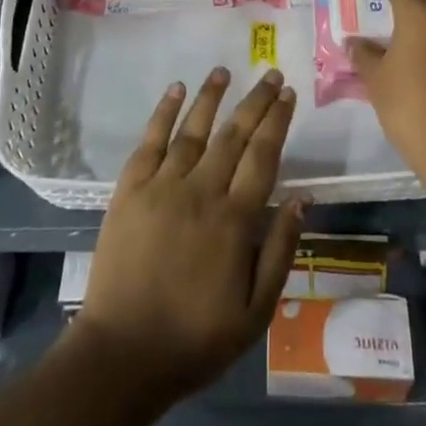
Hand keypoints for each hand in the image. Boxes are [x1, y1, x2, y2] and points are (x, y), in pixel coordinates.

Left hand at [76, 68, 306, 401]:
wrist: (122, 354)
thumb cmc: (195, 339)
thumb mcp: (255, 312)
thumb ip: (280, 251)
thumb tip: (302, 198)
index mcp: (235, 219)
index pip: (263, 155)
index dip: (277, 121)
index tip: (288, 94)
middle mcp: (201, 191)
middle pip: (234, 134)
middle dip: (255, 102)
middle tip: (270, 74)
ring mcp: (162, 186)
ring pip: (193, 130)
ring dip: (211, 97)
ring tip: (224, 71)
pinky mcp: (130, 190)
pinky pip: (150, 141)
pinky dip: (164, 112)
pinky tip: (176, 90)